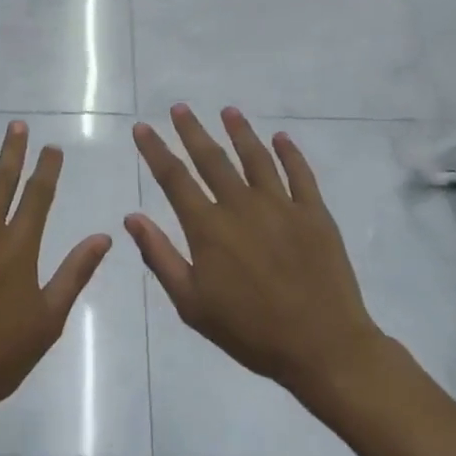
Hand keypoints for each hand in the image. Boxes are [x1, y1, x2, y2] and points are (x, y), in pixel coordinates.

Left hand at [0, 122, 111, 437]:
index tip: (51, 147)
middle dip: (11, 150)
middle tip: (16, 125)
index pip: (38, 195)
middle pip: (1, 180)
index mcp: (19, 248)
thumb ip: (74, 273)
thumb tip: (104, 236)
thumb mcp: (49, 319)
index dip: (46, 168)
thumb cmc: (0, 355)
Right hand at [128, 105, 391, 402]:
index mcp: (208, 228)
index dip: (155, 150)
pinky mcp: (314, 214)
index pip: (174, 178)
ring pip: (255, 158)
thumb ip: (160, 257)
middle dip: (192, 131)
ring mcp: (281, 206)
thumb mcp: (192, 304)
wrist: (323, 348)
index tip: (142, 128)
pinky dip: (289, 153)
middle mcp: (241, 206)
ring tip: (228, 111)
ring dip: (239, 131)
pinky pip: (300, 174)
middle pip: (211, 158)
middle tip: (180, 107)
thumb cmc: (250, 331)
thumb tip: (132, 218)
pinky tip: (280, 137)